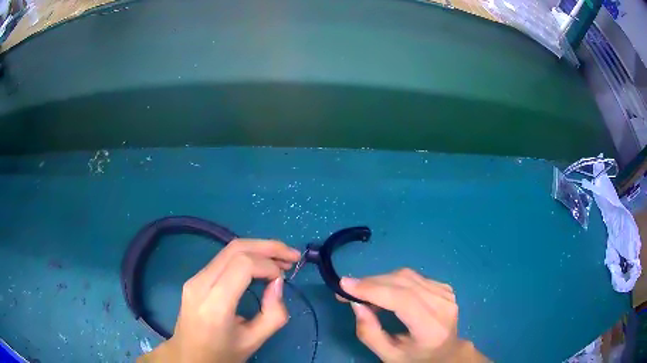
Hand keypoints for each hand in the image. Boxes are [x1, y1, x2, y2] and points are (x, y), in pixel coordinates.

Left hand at [140, 239, 300, 362]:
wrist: (188, 356)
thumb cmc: (222, 354)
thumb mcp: (254, 341)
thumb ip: (273, 314)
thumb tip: (277, 283)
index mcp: (214, 305)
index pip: (242, 265)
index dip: (268, 265)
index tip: (284, 278)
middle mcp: (200, 284)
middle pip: (236, 249)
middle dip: (268, 247)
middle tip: (292, 255)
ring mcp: (194, 278)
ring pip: (229, 249)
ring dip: (258, 249)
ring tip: (281, 259)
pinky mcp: (195, 278)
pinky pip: (223, 259)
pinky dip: (246, 257)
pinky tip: (260, 265)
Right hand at [340, 269, 487, 362]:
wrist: (447, 352)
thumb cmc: (416, 358)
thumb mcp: (388, 355)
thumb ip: (369, 332)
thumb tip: (356, 303)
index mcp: (431, 328)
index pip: (403, 300)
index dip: (373, 289)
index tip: (345, 285)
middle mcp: (443, 306)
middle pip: (403, 283)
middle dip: (371, 283)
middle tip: (347, 290)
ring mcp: (446, 293)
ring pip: (406, 276)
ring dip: (380, 281)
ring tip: (364, 294)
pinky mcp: (444, 287)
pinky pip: (412, 277)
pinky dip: (392, 282)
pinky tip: (385, 293)